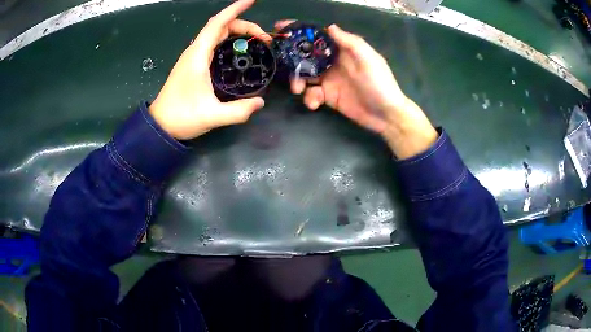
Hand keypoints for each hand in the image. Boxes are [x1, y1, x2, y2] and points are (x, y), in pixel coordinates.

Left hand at [150, 0, 270, 139]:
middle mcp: (195, 51)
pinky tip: (239, 50)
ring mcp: (193, 57)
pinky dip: (228, 41)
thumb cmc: (181, 117)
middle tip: (264, 38)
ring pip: (217, 34)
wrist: (160, 125)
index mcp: (198, 56)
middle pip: (221, 27)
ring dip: (237, 32)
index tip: (251, 1)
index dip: (235, 9)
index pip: (218, 24)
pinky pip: (213, 44)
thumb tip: (260, 102)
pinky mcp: (193, 64)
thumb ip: (238, 111)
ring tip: (256, 42)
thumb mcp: (212, 116)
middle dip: (244, 26)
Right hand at [276, 21, 437, 158]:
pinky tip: (314, 103)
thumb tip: (330, 27)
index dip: (301, 32)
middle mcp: (333, 62)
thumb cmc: (379, 83)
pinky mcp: (328, 96)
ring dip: (297, 81)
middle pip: (306, 56)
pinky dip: (309, 98)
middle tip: (283, 66)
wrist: (385, 115)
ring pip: (305, 75)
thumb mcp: (368, 59)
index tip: (281, 28)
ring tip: (298, 89)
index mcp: (342, 50)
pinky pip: (312, 94)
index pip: (318, 37)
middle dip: (292, 60)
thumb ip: (349, 42)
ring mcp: (329, 80)